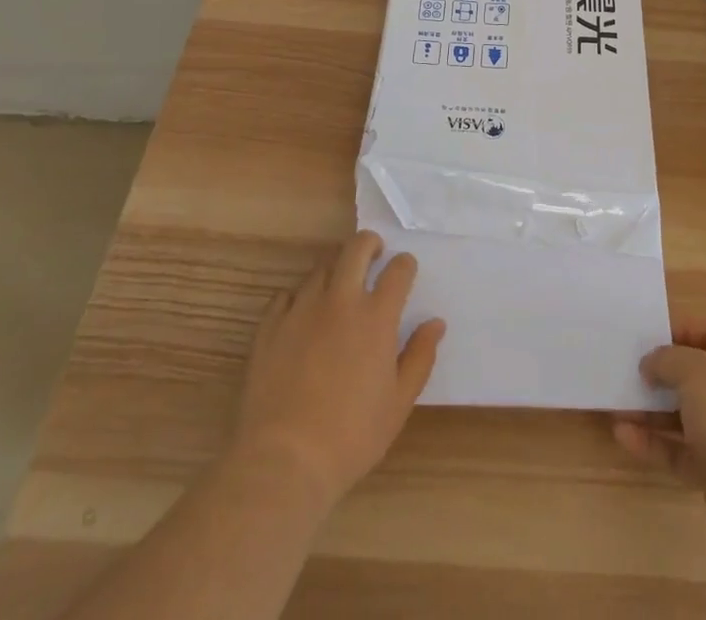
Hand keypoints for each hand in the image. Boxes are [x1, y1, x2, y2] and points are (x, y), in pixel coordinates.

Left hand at [231, 230, 445, 509]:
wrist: (283, 462)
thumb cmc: (351, 436)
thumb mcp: (398, 403)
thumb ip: (419, 356)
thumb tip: (435, 323)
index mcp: (376, 316)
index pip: (398, 269)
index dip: (405, 265)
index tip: (405, 273)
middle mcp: (340, 300)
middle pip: (356, 247)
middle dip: (370, 244)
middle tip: (373, 257)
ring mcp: (302, 310)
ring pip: (321, 266)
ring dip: (336, 269)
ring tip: (339, 288)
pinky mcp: (270, 326)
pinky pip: (286, 294)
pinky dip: (299, 297)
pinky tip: (302, 315)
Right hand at [613, 321, 705, 538]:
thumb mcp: (693, 370)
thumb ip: (666, 360)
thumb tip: (650, 363)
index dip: (685, 330)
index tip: (654, 337)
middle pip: (694, 377)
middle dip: (661, 376)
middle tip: (630, 373)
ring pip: (683, 417)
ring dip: (651, 412)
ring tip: (617, 406)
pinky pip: (679, 451)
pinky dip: (653, 443)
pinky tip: (623, 435)